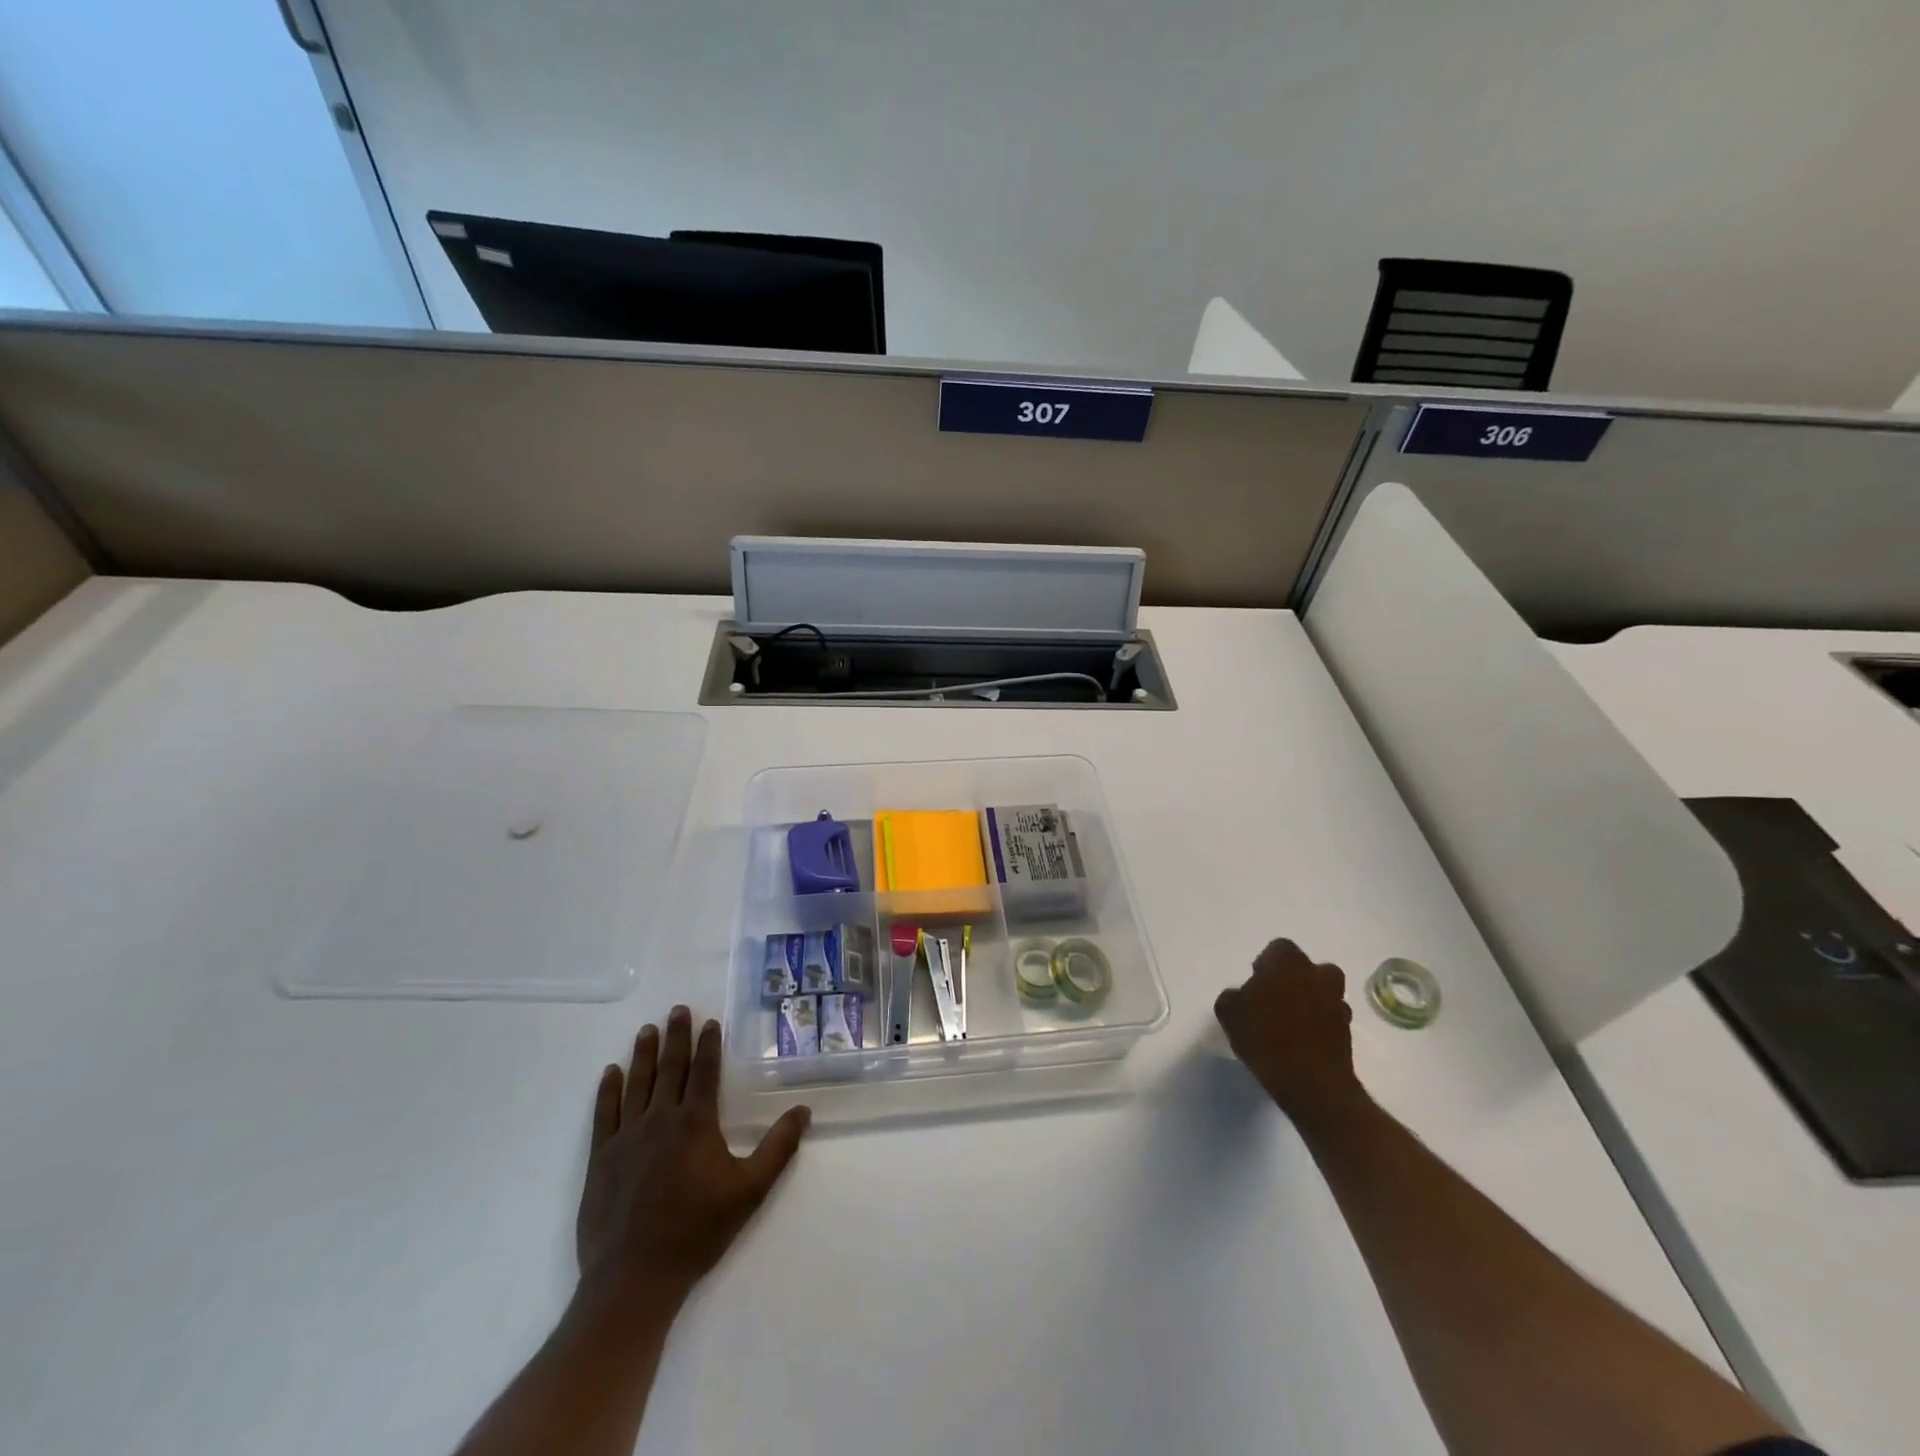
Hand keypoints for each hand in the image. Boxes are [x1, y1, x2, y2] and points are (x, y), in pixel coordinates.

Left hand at [576, 1006, 810, 1310]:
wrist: (634, 1278)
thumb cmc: (697, 1231)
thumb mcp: (750, 1191)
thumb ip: (778, 1148)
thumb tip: (804, 1110)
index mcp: (696, 1123)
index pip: (704, 1073)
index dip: (708, 1045)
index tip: (708, 1021)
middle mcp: (660, 1120)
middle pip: (670, 1069)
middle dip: (675, 1037)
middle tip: (676, 1009)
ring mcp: (627, 1137)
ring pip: (637, 1084)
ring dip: (643, 1054)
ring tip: (647, 1030)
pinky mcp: (601, 1158)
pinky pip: (605, 1113)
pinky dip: (608, 1090)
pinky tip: (611, 1072)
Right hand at [1214, 939, 1367, 1135]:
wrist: (1312, 1084)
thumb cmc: (1266, 1037)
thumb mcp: (1229, 1013)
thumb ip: (1233, 996)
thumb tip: (1242, 995)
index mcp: (1289, 962)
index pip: (1278, 949)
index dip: (1265, 965)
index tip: (1256, 986)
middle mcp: (1319, 975)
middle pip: (1306, 969)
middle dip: (1293, 980)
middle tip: (1274, 1001)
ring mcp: (1338, 1003)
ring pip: (1322, 993)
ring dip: (1309, 1002)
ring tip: (1289, 1024)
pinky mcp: (1349, 1032)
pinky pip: (1330, 1019)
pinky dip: (1319, 1026)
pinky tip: (1302, 1043)